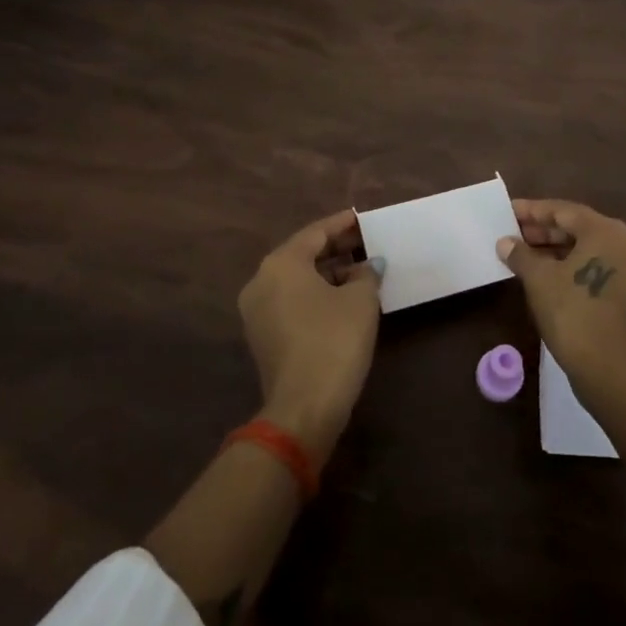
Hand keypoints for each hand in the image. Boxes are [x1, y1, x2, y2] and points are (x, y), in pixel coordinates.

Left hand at [239, 208, 383, 462]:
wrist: (303, 408)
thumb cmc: (334, 341)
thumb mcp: (360, 301)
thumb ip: (366, 274)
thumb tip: (368, 266)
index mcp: (281, 263)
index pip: (315, 232)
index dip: (342, 224)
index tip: (362, 217)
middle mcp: (261, 280)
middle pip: (302, 254)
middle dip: (334, 248)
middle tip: (365, 243)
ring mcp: (257, 311)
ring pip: (296, 279)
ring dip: (327, 273)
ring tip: (360, 271)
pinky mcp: (262, 336)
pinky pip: (291, 301)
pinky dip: (315, 293)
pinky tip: (342, 298)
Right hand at [498, 198, 625, 407]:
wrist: (610, 370)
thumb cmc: (572, 313)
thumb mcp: (539, 279)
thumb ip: (521, 254)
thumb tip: (506, 242)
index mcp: (606, 231)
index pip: (563, 211)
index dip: (532, 211)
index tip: (509, 212)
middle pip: (580, 229)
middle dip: (545, 232)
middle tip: (515, 235)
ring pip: (591, 251)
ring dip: (559, 251)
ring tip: (528, 257)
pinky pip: (602, 270)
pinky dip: (577, 269)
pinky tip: (552, 278)